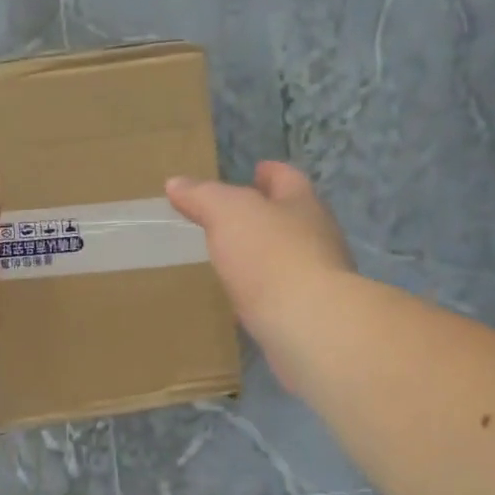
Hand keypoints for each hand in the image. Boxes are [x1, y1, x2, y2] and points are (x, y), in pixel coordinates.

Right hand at [166, 161, 353, 346]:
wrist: (308, 324)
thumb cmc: (270, 256)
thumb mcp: (228, 213)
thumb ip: (203, 196)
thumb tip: (176, 182)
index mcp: (303, 205)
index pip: (287, 179)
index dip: (270, 172)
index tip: (256, 170)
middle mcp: (318, 238)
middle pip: (293, 218)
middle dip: (268, 215)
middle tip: (236, 219)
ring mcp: (318, 279)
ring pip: (289, 259)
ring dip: (265, 257)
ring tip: (234, 260)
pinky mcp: (309, 315)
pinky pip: (281, 296)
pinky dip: (263, 294)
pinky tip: (243, 302)